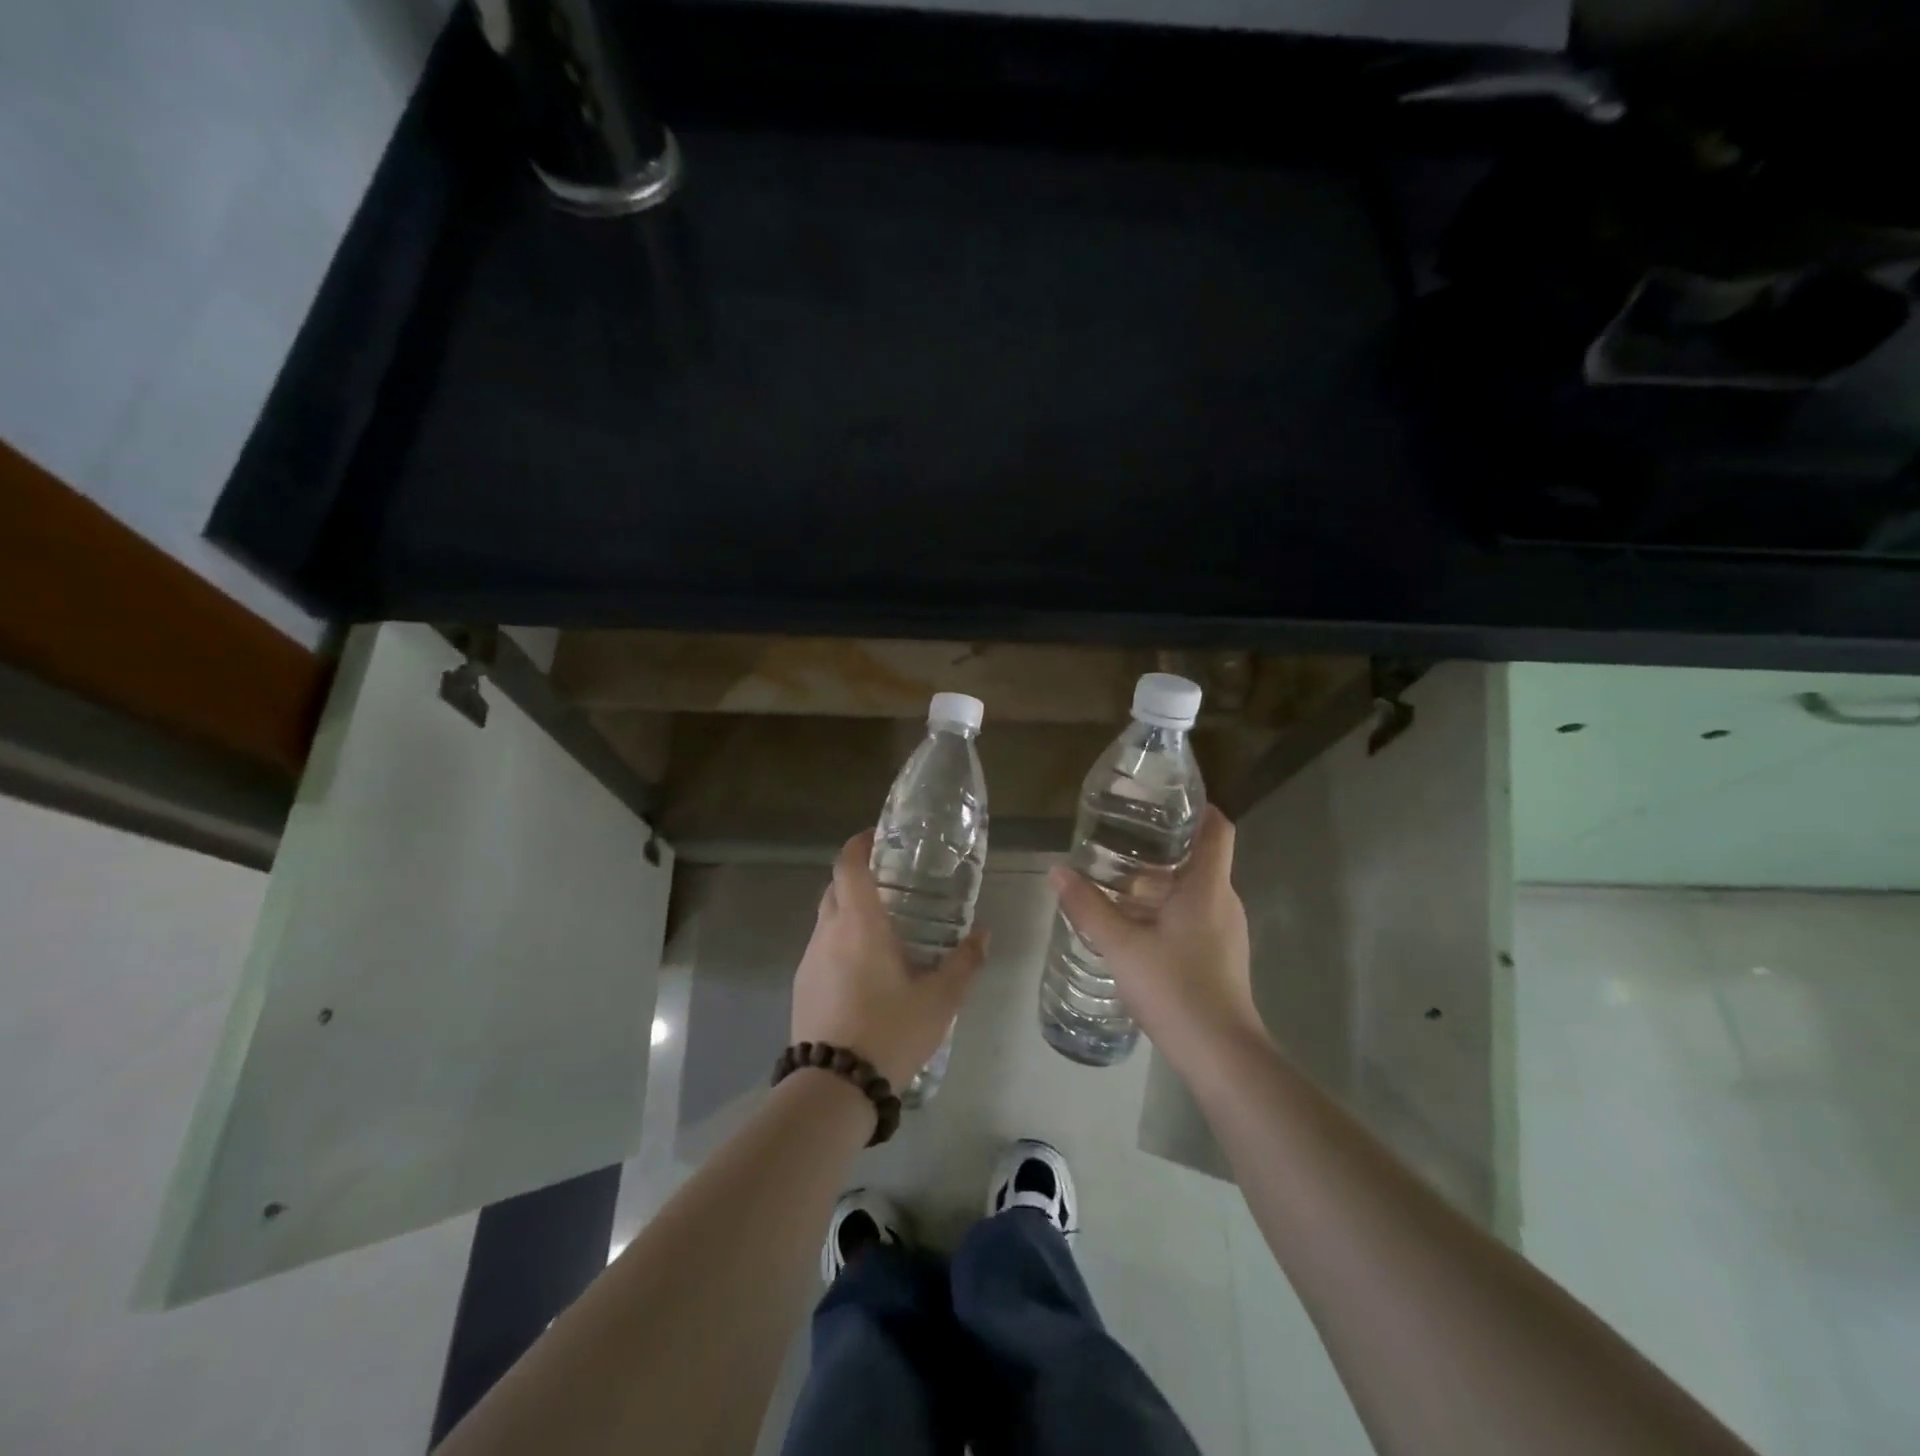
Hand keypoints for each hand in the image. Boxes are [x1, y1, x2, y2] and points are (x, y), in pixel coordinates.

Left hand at [792, 831, 989, 1089]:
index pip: (849, 863)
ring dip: (849, 911)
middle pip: (836, 886)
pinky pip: (821, 947)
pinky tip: (864, 969)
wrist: (834, 1087)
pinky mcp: (801, 985)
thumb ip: (965, 962)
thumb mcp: (940, 999)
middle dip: (859, 876)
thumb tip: (984, 934)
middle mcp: (828, 931)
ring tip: (883, 929)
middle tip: (892, 883)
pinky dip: (840, 942)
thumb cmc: (890, 1031)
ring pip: (827, 918)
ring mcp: (809, 959)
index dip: (860, 843)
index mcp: (859, 923)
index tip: (880, 837)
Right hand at [1048, 806, 1263, 1071]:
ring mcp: (1226, 930)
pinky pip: (1195, 915)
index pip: (1217, 828)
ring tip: (1118, 881)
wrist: (1220, 1054)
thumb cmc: (1174, 987)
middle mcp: (1223, 901)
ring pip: (1194, 890)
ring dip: (1160, 882)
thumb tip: (1056, 870)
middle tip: (1121, 840)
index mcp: (1208, 886)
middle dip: (1162, 847)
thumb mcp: (1121, 945)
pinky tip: (1134, 925)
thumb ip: (1087, 906)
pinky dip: (1167, 909)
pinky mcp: (1222, 955)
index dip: (1198, 807)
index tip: (1164, 800)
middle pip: (1199, 858)